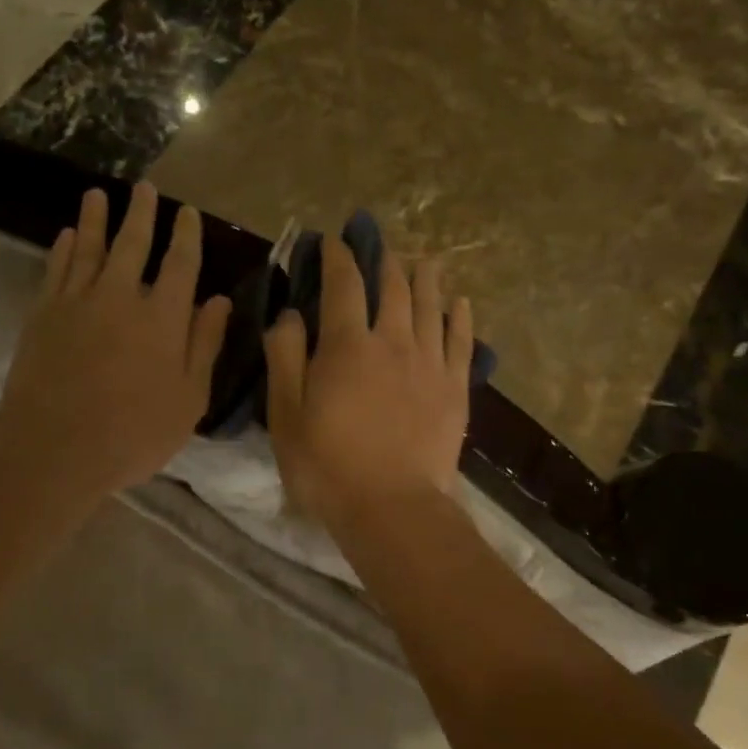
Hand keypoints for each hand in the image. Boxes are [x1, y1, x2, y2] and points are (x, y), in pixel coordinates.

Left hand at [0, 184, 230, 502]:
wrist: (54, 451)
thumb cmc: (134, 433)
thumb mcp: (188, 398)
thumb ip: (205, 345)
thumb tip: (220, 300)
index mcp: (163, 318)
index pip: (180, 264)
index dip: (186, 235)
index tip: (188, 212)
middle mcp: (121, 297)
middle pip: (133, 244)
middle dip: (142, 213)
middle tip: (145, 187)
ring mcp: (77, 302)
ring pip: (90, 248)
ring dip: (97, 218)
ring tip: (99, 194)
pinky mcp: (43, 315)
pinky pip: (56, 270)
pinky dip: (64, 249)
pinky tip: (68, 235)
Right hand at [263, 237, 473, 525]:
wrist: (392, 507)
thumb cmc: (327, 465)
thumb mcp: (286, 414)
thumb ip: (285, 357)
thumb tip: (290, 314)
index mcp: (347, 345)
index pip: (344, 285)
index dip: (338, 257)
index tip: (333, 241)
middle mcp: (392, 341)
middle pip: (393, 287)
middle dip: (384, 260)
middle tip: (379, 245)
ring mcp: (429, 363)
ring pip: (430, 306)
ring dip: (425, 278)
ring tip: (424, 260)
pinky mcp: (454, 388)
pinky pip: (462, 341)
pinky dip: (460, 317)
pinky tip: (461, 302)